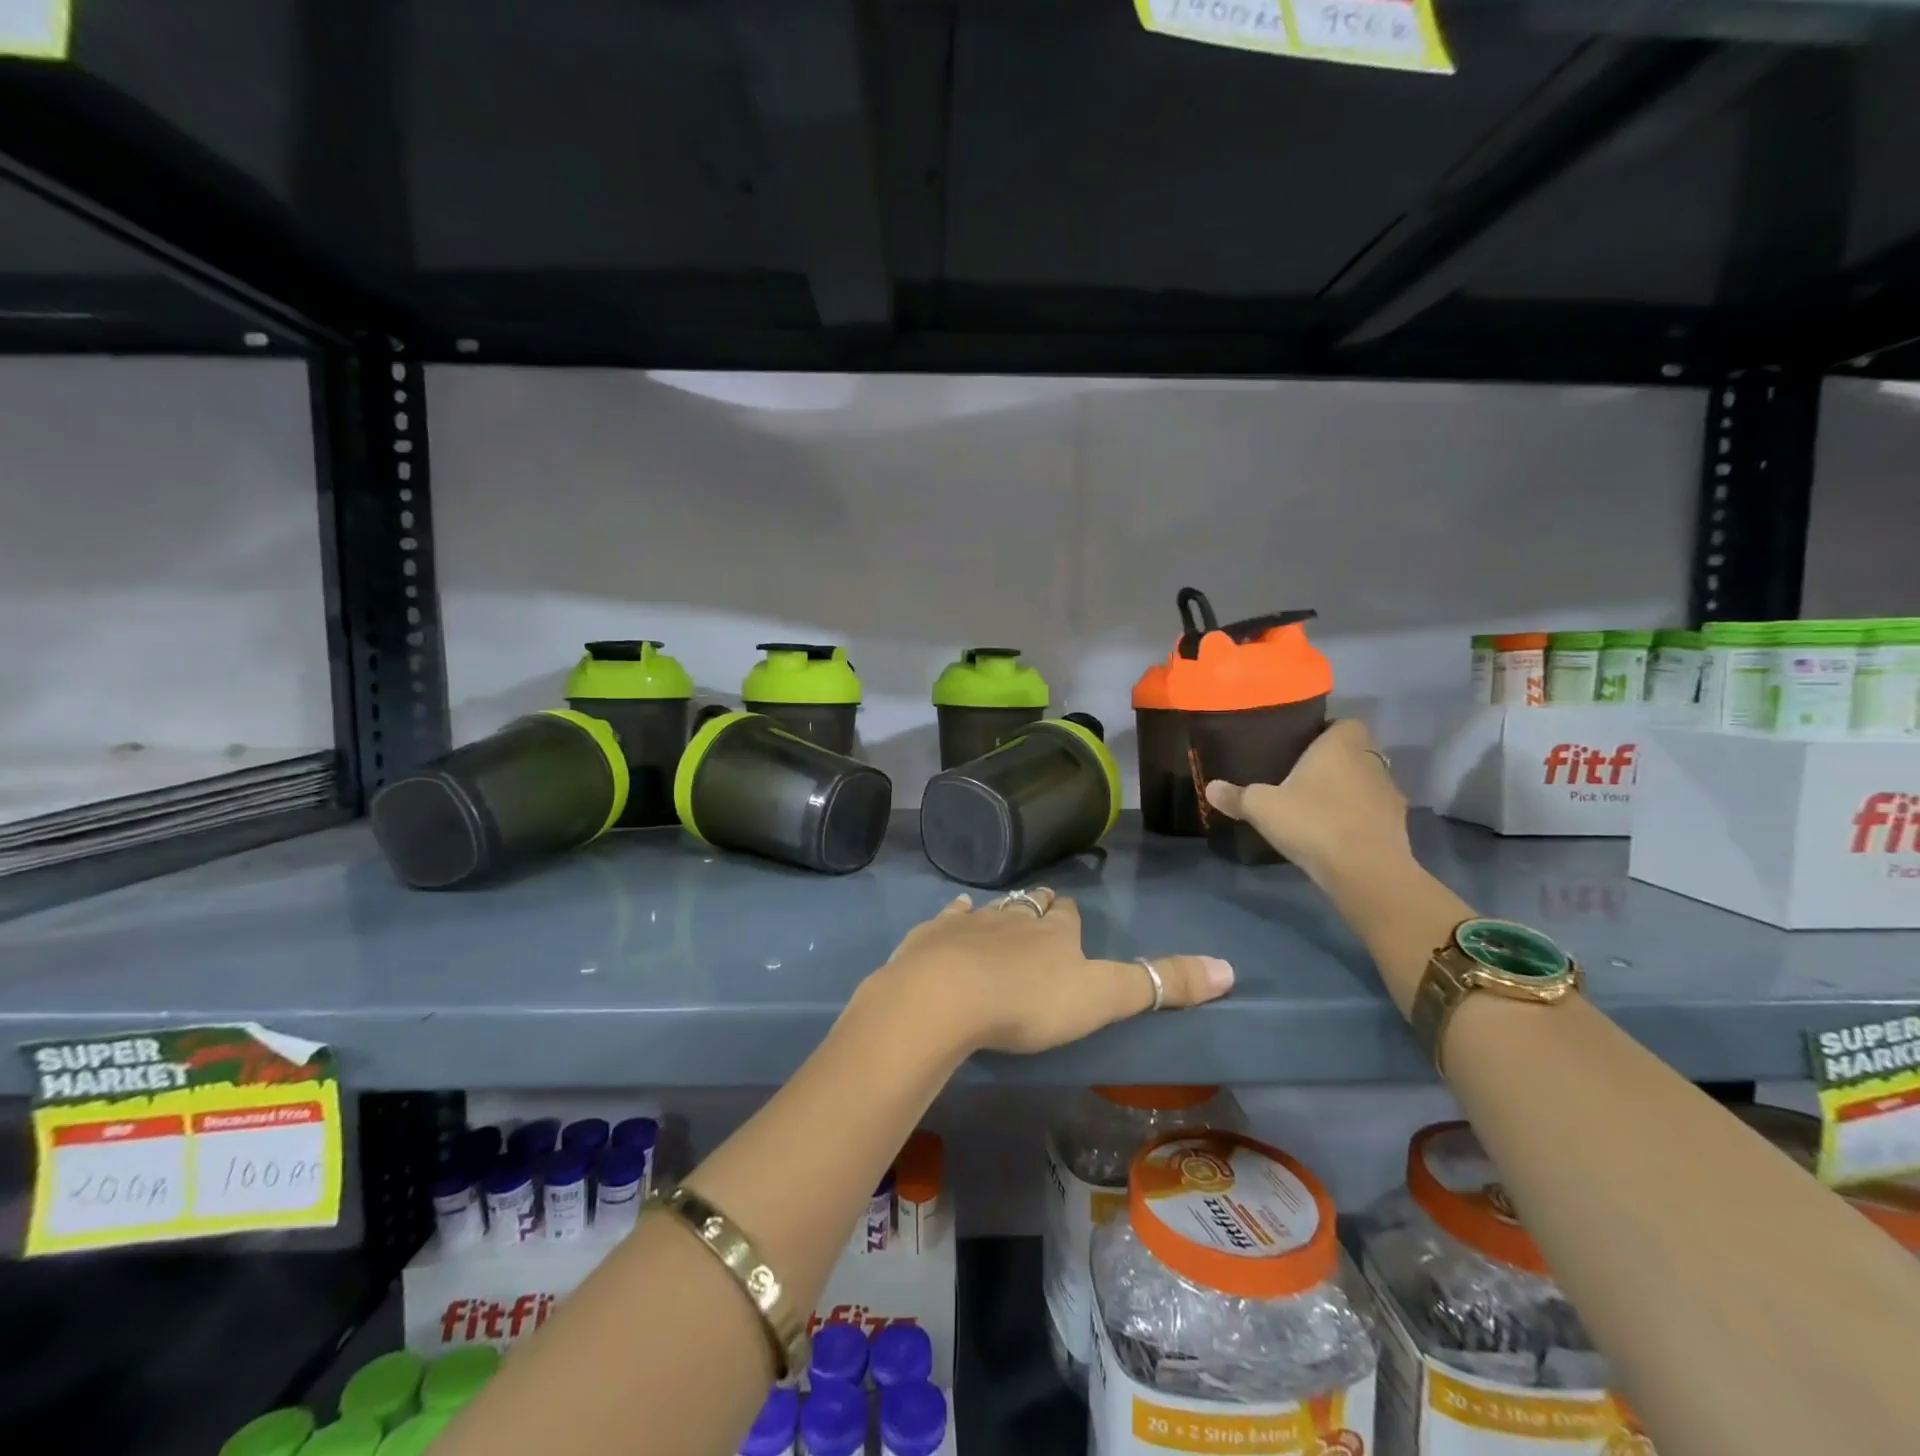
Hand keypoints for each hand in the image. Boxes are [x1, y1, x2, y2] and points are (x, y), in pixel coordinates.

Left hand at [871, 892, 1232, 1055]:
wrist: (944, 997)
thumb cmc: (1028, 1002)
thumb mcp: (1102, 998)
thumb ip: (1159, 984)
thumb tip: (1230, 968)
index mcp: (1054, 931)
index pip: (1068, 915)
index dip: (1070, 917)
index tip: (1071, 918)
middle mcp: (1013, 917)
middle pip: (1030, 906)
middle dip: (1038, 908)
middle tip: (1041, 914)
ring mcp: (969, 922)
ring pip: (991, 909)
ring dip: (998, 913)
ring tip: (1002, 918)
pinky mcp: (931, 935)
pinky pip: (948, 916)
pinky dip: (955, 915)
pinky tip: (953, 914)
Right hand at [1203, 718, 1410, 880]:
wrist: (1365, 871)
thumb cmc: (1313, 823)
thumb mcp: (1262, 808)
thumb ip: (1236, 796)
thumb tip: (1210, 788)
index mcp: (1341, 746)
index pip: (1345, 723)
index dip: (1328, 731)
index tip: (1304, 746)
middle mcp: (1370, 762)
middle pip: (1357, 752)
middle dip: (1336, 762)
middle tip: (1305, 777)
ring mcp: (1389, 794)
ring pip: (1368, 782)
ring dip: (1350, 790)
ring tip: (1320, 807)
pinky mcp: (1398, 825)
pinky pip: (1375, 811)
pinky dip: (1360, 817)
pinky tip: (1337, 832)